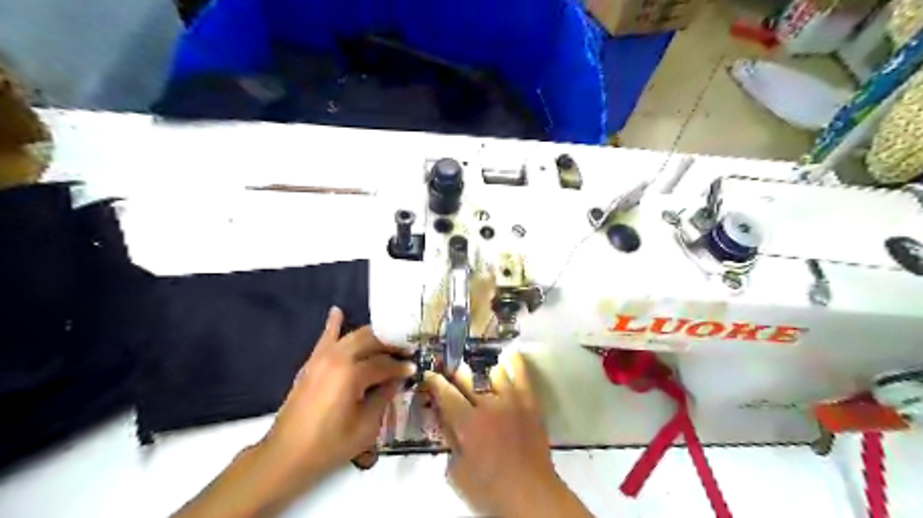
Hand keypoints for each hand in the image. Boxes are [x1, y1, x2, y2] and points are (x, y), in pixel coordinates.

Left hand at [263, 305, 414, 483]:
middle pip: (371, 341)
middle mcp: (338, 358)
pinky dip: (333, 324)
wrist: (286, 455)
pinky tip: (337, 311)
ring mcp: (321, 358)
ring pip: (352, 336)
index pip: (384, 364)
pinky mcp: (311, 363)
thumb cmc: (330, 445)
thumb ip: (383, 397)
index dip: (401, 367)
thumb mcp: (366, 426)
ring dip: (371, 336)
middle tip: (404, 351)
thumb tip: (397, 380)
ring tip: (386, 341)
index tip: (413, 368)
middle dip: (390, 344)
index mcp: (352, 374)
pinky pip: (325, 338)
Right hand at [420, 349, 586, 515]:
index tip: (428, 375)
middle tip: (448, 371)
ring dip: (481, 372)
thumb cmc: (490, 489)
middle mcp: (488, 405)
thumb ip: (450, 442)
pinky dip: (514, 362)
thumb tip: (445, 420)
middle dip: (453, 372)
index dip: (434, 382)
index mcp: (468, 423)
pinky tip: (509, 355)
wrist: (531, 494)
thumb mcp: (457, 473)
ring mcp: (512, 400)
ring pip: (493, 372)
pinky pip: (522, 374)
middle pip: (466, 379)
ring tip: (478, 373)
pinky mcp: (530, 402)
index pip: (446, 394)